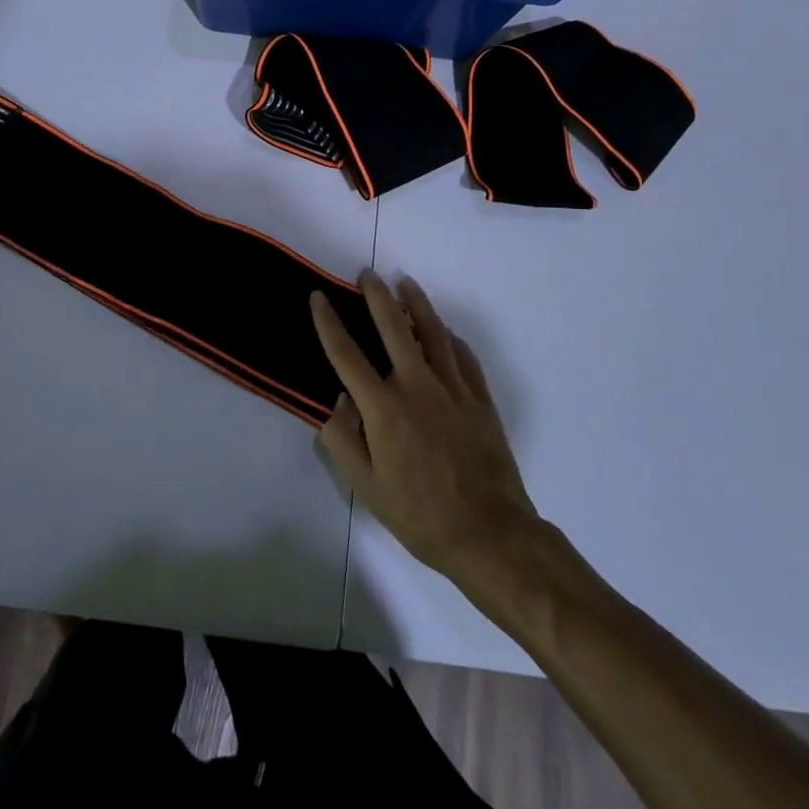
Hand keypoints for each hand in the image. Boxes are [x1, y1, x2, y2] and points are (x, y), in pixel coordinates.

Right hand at [311, 274, 541, 585]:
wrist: (490, 534)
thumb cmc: (420, 515)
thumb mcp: (367, 488)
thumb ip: (343, 441)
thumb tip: (338, 402)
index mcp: (385, 409)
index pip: (348, 355)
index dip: (329, 323)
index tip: (318, 297)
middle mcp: (418, 387)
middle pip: (394, 328)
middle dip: (377, 296)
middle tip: (367, 274)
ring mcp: (454, 389)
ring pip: (433, 332)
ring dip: (417, 303)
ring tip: (405, 283)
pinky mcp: (479, 399)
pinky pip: (463, 356)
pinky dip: (449, 337)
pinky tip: (443, 331)